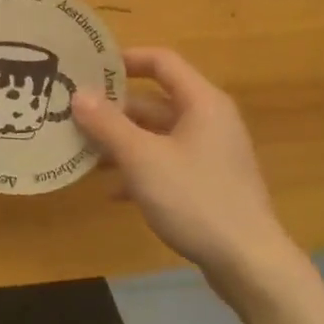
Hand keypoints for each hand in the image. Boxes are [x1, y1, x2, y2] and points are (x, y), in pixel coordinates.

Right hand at [71, 47, 291, 281]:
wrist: (249, 263)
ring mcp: (210, 153)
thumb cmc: (195, 198)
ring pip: (158, 134)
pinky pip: (167, 162)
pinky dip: (140, 168)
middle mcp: (209, 120)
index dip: (125, 59)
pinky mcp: (208, 182)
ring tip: (84, 152)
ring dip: (122, 141)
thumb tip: (78, 94)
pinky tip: (112, 191)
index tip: (89, 68)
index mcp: (201, 102)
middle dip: (114, 109)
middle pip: (155, 100)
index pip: (162, 61)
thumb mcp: (142, 159)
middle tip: (75, 114)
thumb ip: (108, 124)